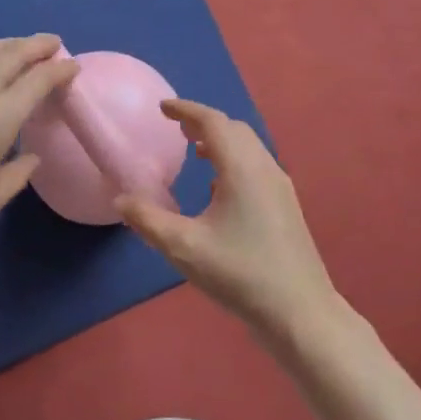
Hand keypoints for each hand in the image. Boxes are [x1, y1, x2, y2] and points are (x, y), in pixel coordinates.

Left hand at [0, 36, 79, 247]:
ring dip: (4, 44)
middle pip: (12, 54)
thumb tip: (31, 156)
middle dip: (37, 45)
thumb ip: (19, 174)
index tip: (72, 65)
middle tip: (52, 43)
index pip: (39, 79)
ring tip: (16, 47)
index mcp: (1, 116)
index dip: (60, 69)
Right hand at [116, 99, 341, 340]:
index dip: (187, 110)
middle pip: (235, 130)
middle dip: (204, 123)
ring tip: (195, 152)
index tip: (163, 108)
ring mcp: (281, 187)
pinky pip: (257, 167)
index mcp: (243, 168)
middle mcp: (265, 168)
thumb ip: (148, 220)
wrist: (300, 312)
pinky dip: (233, 162)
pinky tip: (218, 190)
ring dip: (221, 142)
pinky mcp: (287, 207)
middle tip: (177, 128)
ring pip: (249, 149)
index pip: (214, 121)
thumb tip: (120, 200)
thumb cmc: (240, 274)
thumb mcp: (184, 247)